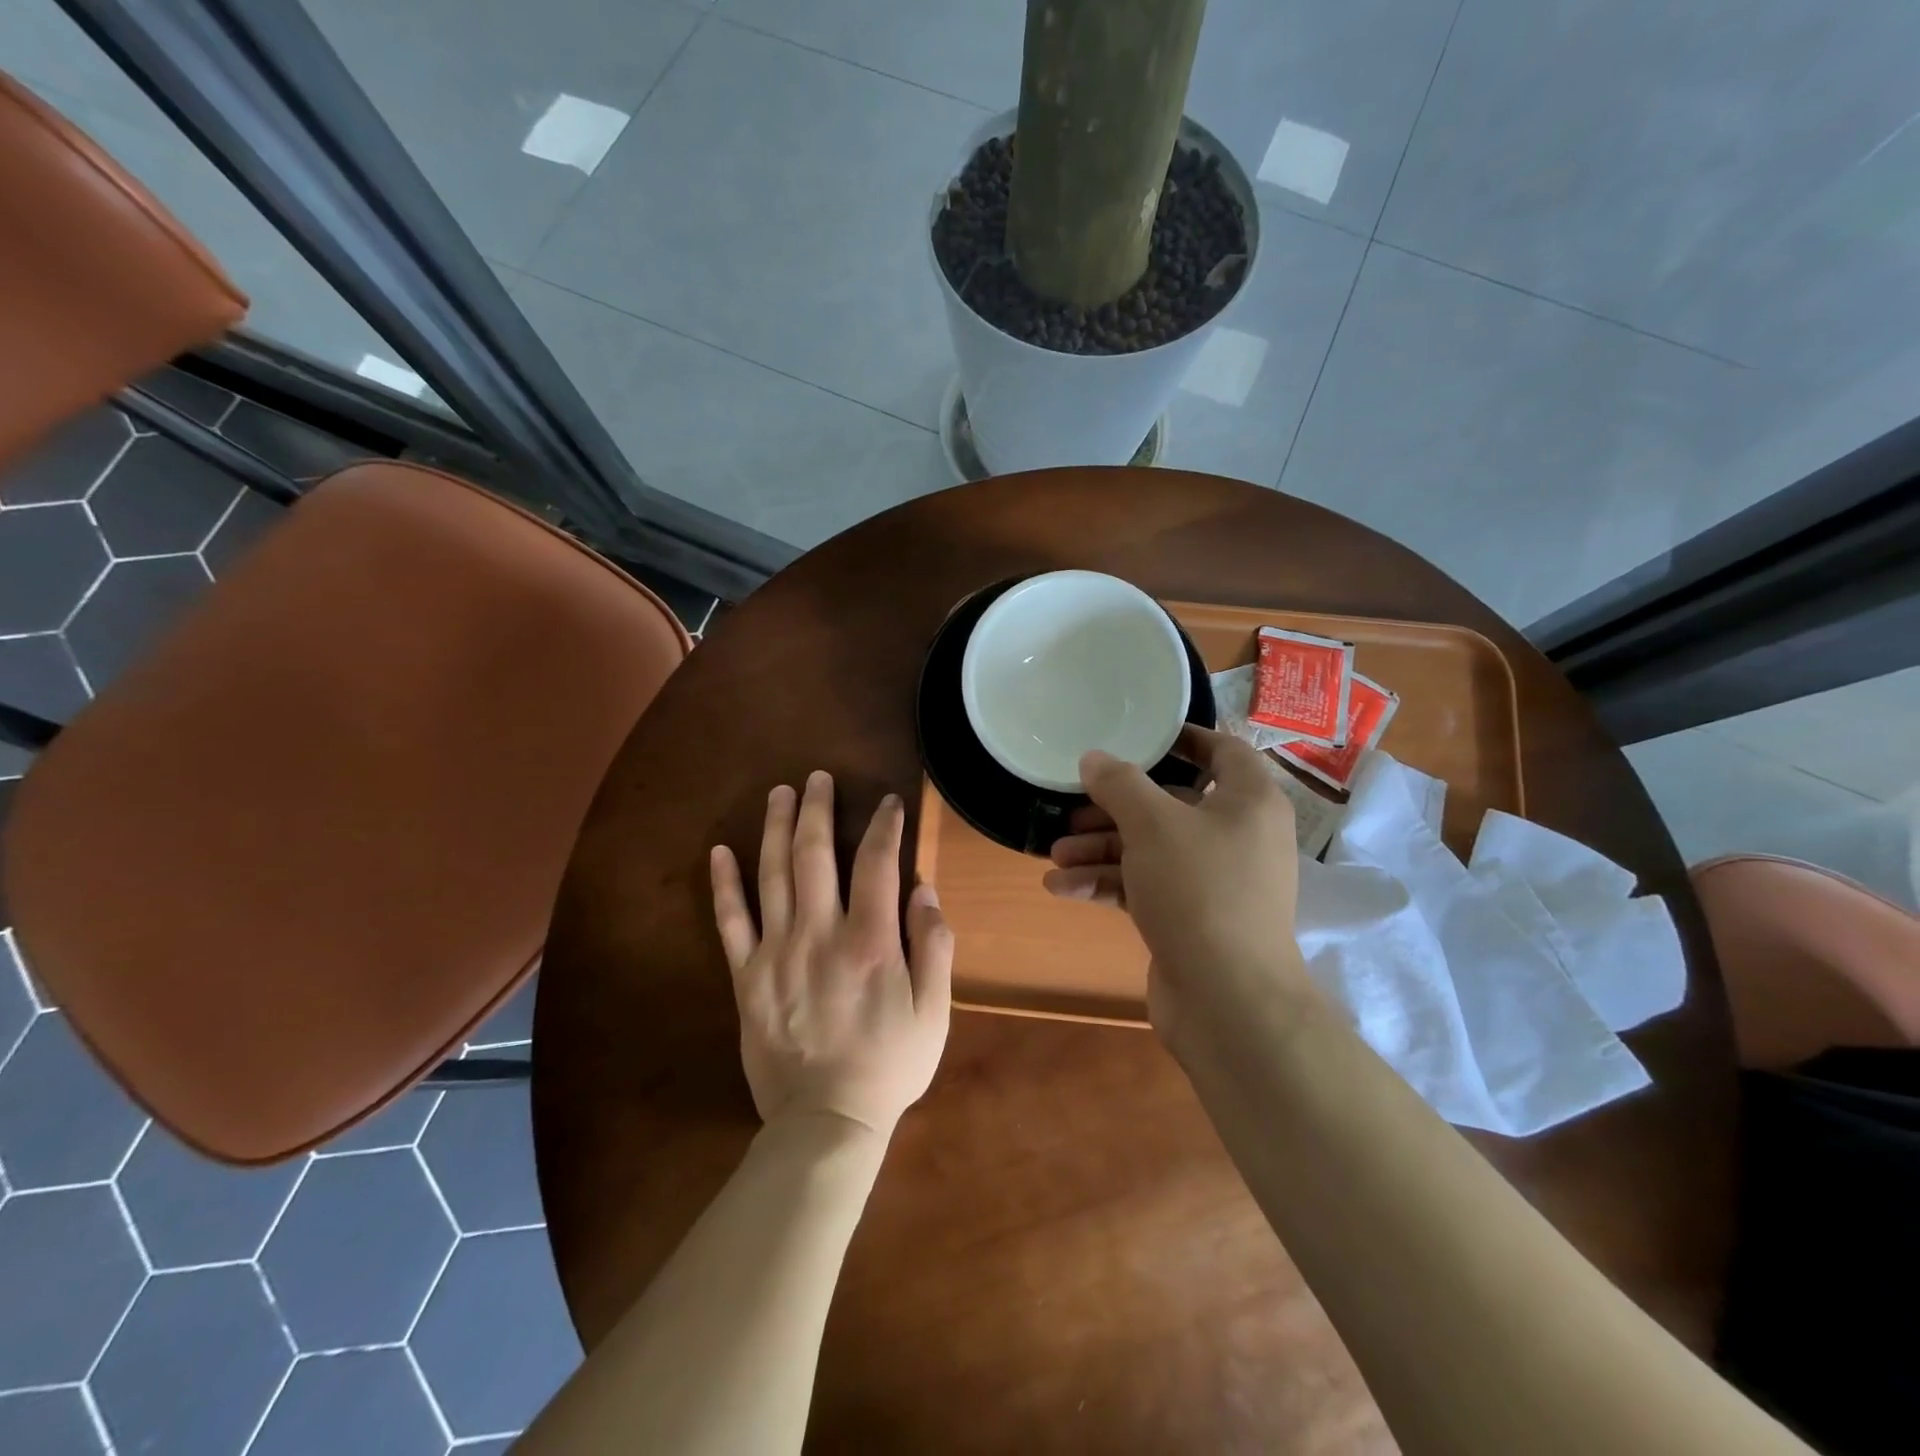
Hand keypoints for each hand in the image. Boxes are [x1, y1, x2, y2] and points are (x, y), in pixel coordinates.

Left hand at [710, 772, 952, 1137]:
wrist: (825, 1121)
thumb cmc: (889, 1065)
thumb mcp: (933, 1011)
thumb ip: (932, 945)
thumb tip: (922, 888)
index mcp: (870, 940)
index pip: (877, 863)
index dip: (885, 826)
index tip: (889, 802)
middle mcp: (819, 933)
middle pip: (815, 854)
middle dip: (819, 809)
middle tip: (818, 777)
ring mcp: (776, 953)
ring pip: (773, 874)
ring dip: (776, 828)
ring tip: (780, 793)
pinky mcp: (746, 977)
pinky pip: (730, 922)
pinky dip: (724, 884)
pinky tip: (720, 851)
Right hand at [1043, 725, 1315, 1039]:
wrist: (1229, 1000)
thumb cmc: (1199, 890)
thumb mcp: (1152, 825)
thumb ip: (1120, 784)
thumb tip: (1094, 758)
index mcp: (1248, 801)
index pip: (1223, 751)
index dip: (1183, 739)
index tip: (1138, 736)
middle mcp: (1238, 836)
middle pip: (1171, 805)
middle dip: (1115, 809)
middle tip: (1072, 810)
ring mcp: (1216, 881)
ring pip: (1152, 849)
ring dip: (1102, 850)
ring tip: (1055, 855)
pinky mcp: (1193, 918)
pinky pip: (1147, 886)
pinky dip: (1109, 884)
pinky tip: (1062, 888)